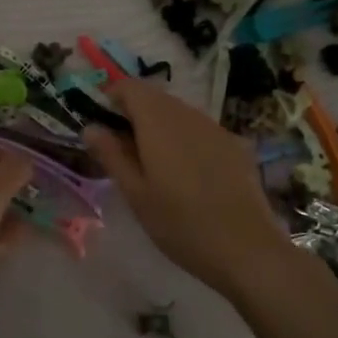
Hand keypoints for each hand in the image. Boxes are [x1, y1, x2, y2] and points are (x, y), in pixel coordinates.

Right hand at [84, 75, 290, 295]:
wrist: (247, 249)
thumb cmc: (180, 224)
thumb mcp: (135, 193)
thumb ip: (111, 155)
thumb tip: (91, 127)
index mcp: (158, 122)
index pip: (130, 87)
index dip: (111, 98)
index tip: (101, 125)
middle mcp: (187, 115)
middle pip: (155, 97)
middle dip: (134, 114)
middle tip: (122, 151)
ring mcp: (215, 128)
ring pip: (178, 112)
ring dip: (159, 126)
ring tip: (153, 164)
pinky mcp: (235, 145)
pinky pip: (200, 129)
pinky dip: (184, 139)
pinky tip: (186, 174)